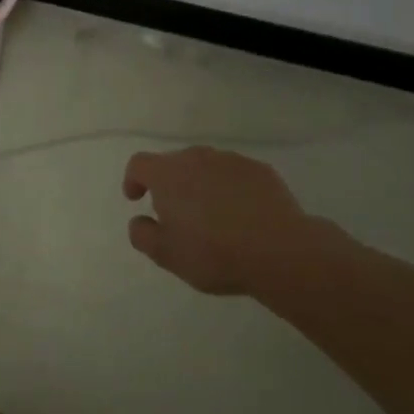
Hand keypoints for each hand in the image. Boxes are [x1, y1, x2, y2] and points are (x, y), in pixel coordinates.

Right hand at [123, 146, 348, 296]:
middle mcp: (197, 158)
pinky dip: (231, 189)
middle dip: (170, 184)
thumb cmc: (214, 253)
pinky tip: (242, 215)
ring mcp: (231, 161)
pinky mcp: (261, 170)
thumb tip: (139, 221)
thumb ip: (142, 235)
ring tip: (212, 216)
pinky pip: (236, 175)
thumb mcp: (166, 255)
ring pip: (206, 167)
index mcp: (168, 174)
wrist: (280, 251)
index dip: (133, 179)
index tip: (137, 199)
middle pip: (174, 163)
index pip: (139, 164)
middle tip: (177, 215)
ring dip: (201, 185)